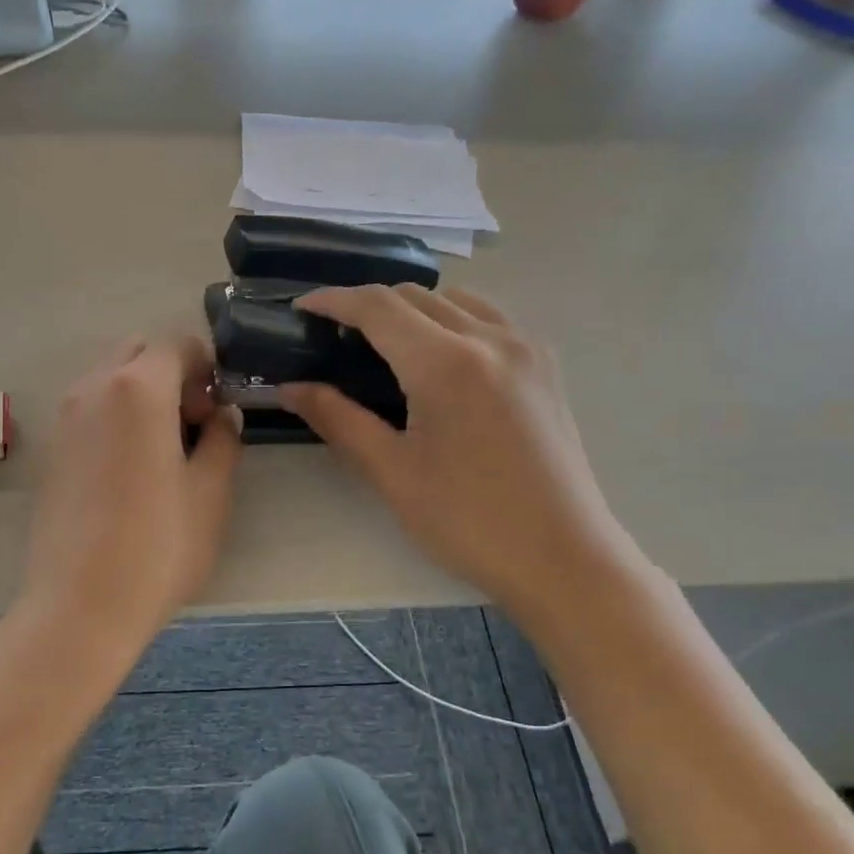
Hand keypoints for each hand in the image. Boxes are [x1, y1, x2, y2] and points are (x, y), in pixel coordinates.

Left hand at [19, 337, 241, 659]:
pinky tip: (133, 468)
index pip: (177, 343)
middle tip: (196, 424)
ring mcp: (66, 418)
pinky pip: (91, 409)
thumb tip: (221, 416)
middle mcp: (93, 388)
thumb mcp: (211, 493)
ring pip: (111, 379)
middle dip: (173, 373)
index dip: (207, 365)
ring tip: (166, 448)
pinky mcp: (53, 449)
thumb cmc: (158, 547)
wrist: (79, 606)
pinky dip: (118, 416)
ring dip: (144, 394)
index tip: (220, 406)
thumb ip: (223, 440)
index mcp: (138, 388)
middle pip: (139, 352)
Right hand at [279, 286, 644, 619]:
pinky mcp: (544, 366)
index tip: (301, 309)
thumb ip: (338, 419)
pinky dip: (451, 320)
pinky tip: (438, 358)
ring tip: (384, 346)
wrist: (563, 558)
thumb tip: (290, 388)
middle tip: (334, 339)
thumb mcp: (392, 472)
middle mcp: (490, 338)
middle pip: (415, 296)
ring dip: (411, 309)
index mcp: (447, 363)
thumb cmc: (469, 521)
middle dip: (368, 305)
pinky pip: (489, 318)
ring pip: (455, 300)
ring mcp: (525, 347)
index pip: (378, 307)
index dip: (333, 301)